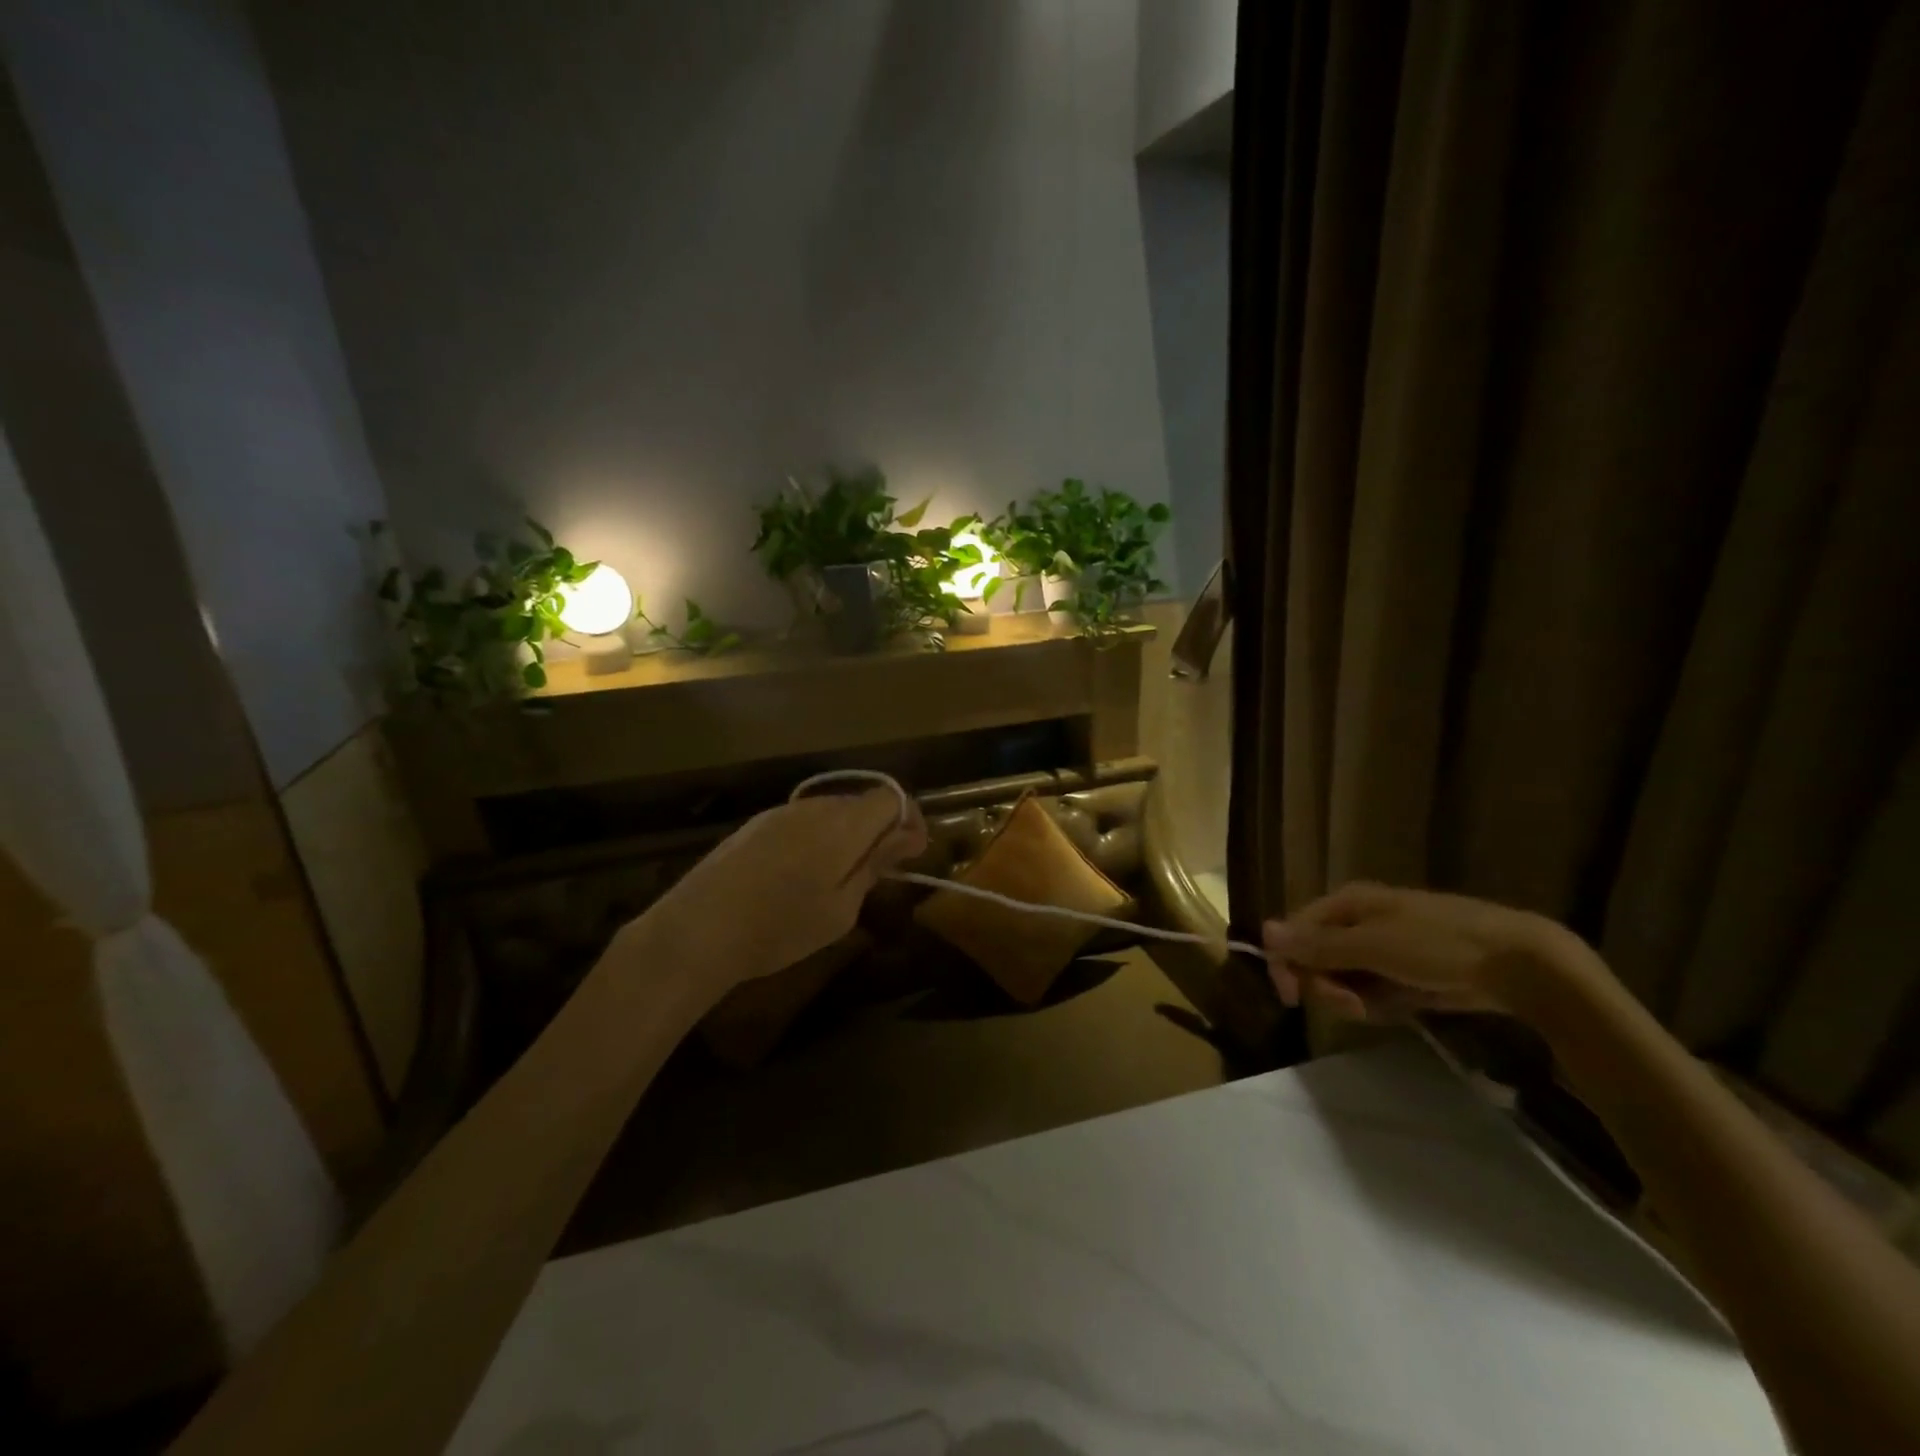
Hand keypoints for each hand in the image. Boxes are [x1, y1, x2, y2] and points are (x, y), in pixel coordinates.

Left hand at [630, 788, 926, 1007]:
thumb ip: (874, 865)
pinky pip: (802, 820)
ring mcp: (780, 812)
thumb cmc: (779, 928)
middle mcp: (814, 807)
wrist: (697, 930)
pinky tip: (802, 874)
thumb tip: (905, 836)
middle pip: (861, 801)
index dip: (909, 819)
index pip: (891, 797)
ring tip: (841, 876)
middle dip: (880, 828)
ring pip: (831, 811)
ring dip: (848, 834)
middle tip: (881, 870)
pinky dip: (818, 838)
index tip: (912, 852)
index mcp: (842, 825)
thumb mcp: (840, 908)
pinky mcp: (755, 825)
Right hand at [1262, 882, 1597, 1022]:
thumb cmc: (1439, 945)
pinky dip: (1380, 1004)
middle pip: (1316, 957)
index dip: (1287, 963)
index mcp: (1346, 903)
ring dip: (1354, 998)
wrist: (1519, 963)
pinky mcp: (1405, 972)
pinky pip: (1373, 990)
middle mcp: (1358, 922)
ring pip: (1343, 978)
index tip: (1293, 998)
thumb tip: (1263, 931)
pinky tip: (1401, 1008)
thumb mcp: (1372, 945)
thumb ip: (1317, 944)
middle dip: (1327, 986)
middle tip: (1353, 1006)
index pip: (1294, 931)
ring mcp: (1383, 947)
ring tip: (1383, 1008)